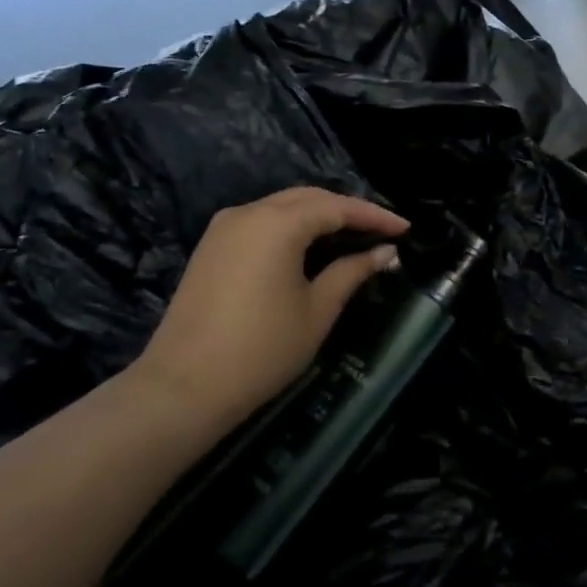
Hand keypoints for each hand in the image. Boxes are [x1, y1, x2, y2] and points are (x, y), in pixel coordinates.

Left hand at [134, 187, 408, 430]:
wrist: (182, 388)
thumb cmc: (260, 350)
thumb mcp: (317, 310)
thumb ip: (352, 272)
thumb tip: (385, 252)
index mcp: (277, 223)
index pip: (337, 206)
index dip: (374, 216)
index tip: (405, 228)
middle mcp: (248, 212)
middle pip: (309, 198)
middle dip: (348, 210)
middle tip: (381, 232)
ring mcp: (224, 227)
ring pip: (283, 207)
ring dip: (319, 216)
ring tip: (353, 237)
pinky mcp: (211, 246)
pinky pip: (262, 222)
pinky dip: (292, 227)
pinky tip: (312, 247)